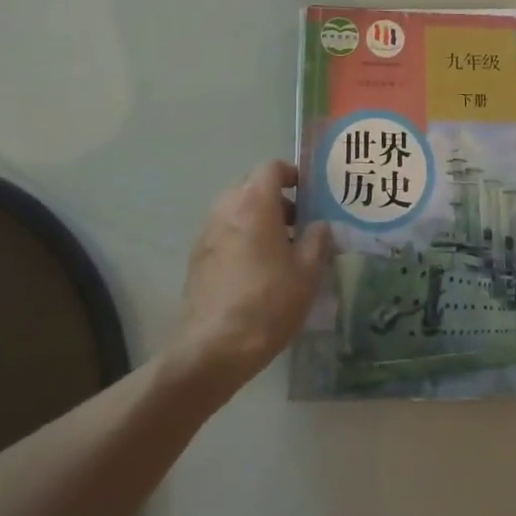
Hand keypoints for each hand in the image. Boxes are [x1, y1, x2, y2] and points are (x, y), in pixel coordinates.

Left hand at [174, 161, 333, 392]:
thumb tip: (320, 226)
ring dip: (256, 217)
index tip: (309, 194)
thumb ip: (318, 240)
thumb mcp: (307, 273)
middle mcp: (226, 207)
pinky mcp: (196, 256)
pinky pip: (223, 231)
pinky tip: (254, 269)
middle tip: (297, 223)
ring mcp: (207, 231)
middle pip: (251, 184)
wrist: (214, 347)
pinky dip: (240, 236)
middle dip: (275, 197)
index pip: (271, 167)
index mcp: (254, 202)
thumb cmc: (268, 303)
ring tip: (278, 248)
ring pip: (235, 208)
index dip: (292, 174)